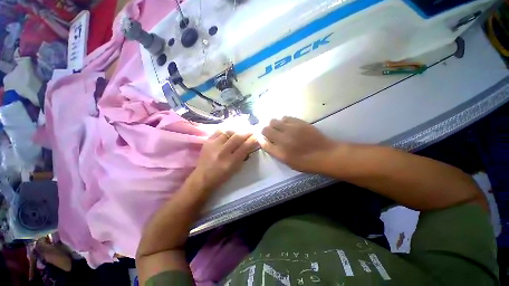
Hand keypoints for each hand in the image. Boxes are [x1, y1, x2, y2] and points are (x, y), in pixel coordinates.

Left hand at [188, 130, 257, 191]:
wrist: (202, 177)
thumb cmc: (222, 176)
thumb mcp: (236, 169)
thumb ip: (243, 156)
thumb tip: (250, 144)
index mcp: (231, 162)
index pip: (245, 147)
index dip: (252, 140)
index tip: (257, 136)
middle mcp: (222, 152)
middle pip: (237, 137)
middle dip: (247, 132)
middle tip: (252, 130)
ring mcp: (214, 145)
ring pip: (228, 132)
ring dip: (237, 130)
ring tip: (241, 129)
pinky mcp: (207, 141)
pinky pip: (219, 131)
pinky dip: (226, 129)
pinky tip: (230, 130)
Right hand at [260, 116, 337, 172]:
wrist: (325, 154)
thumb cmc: (306, 162)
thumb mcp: (288, 162)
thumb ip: (276, 152)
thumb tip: (267, 142)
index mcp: (280, 153)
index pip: (263, 143)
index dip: (260, 139)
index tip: (261, 137)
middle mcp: (283, 140)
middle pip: (265, 129)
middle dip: (264, 130)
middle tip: (269, 132)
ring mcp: (291, 129)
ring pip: (273, 121)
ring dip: (272, 124)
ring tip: (278, 128)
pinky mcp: (299, 122)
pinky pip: (285, 117)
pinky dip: (283, 121)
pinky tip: (287, 124)